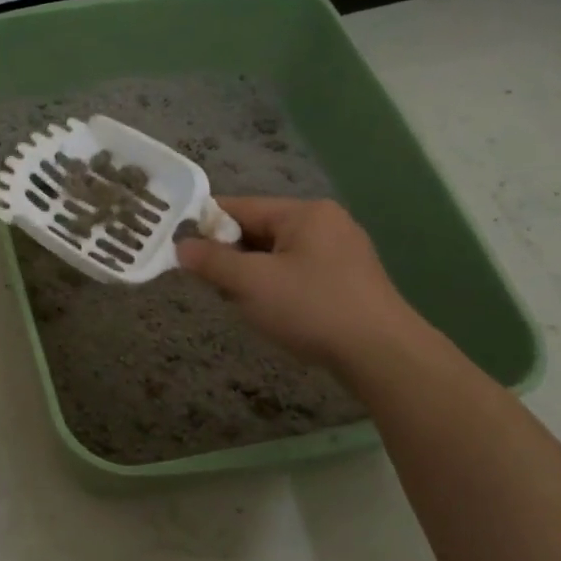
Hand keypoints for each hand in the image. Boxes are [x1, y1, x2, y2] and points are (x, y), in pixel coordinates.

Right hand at [176, 197, 420, 377]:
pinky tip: (273, 312)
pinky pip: (299, 273)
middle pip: (260, 230)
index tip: (180, 248)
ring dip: (253, 275)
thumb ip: (212, 262)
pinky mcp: (349, 280)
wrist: (380, 353)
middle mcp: (326, 223)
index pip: (241, 207)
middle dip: (231, 256)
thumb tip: (181, 246)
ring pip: (278, 255)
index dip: (206, 226)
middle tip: (211, 285)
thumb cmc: (311, 308)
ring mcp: (342, 251)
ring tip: (240, 303)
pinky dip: (277, 287)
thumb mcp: (251, 283)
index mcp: (304, 212)